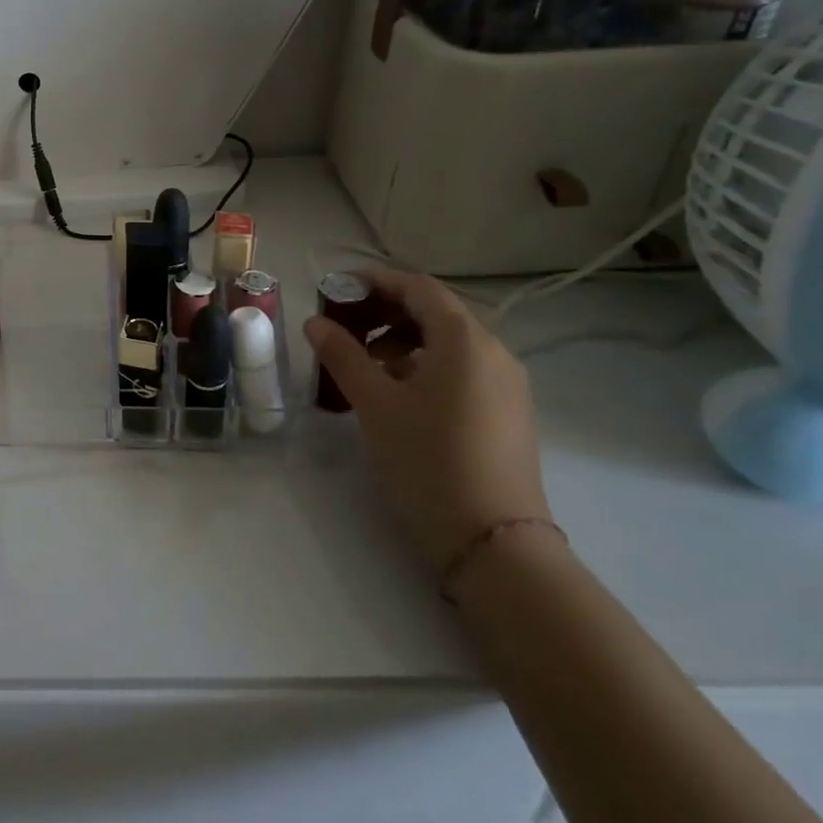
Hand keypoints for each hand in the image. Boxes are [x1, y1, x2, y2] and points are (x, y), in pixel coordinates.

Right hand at [305, 268, 549, 573]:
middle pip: (434, 311)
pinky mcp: (507, 412)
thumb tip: (315, 322)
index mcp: (465, 340)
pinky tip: (396, 392)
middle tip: (342, 326)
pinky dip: (424, 364)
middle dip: (384, 311)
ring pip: (447, 342)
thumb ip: (343, 355)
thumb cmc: (428, 461)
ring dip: (401, 340)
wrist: (493, 542)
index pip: (416, 287)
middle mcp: (493, 351)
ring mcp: (506, 384)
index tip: (334, 288)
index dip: (373, 280)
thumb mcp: (375, 404)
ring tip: (363, 364)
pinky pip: (461, 369)